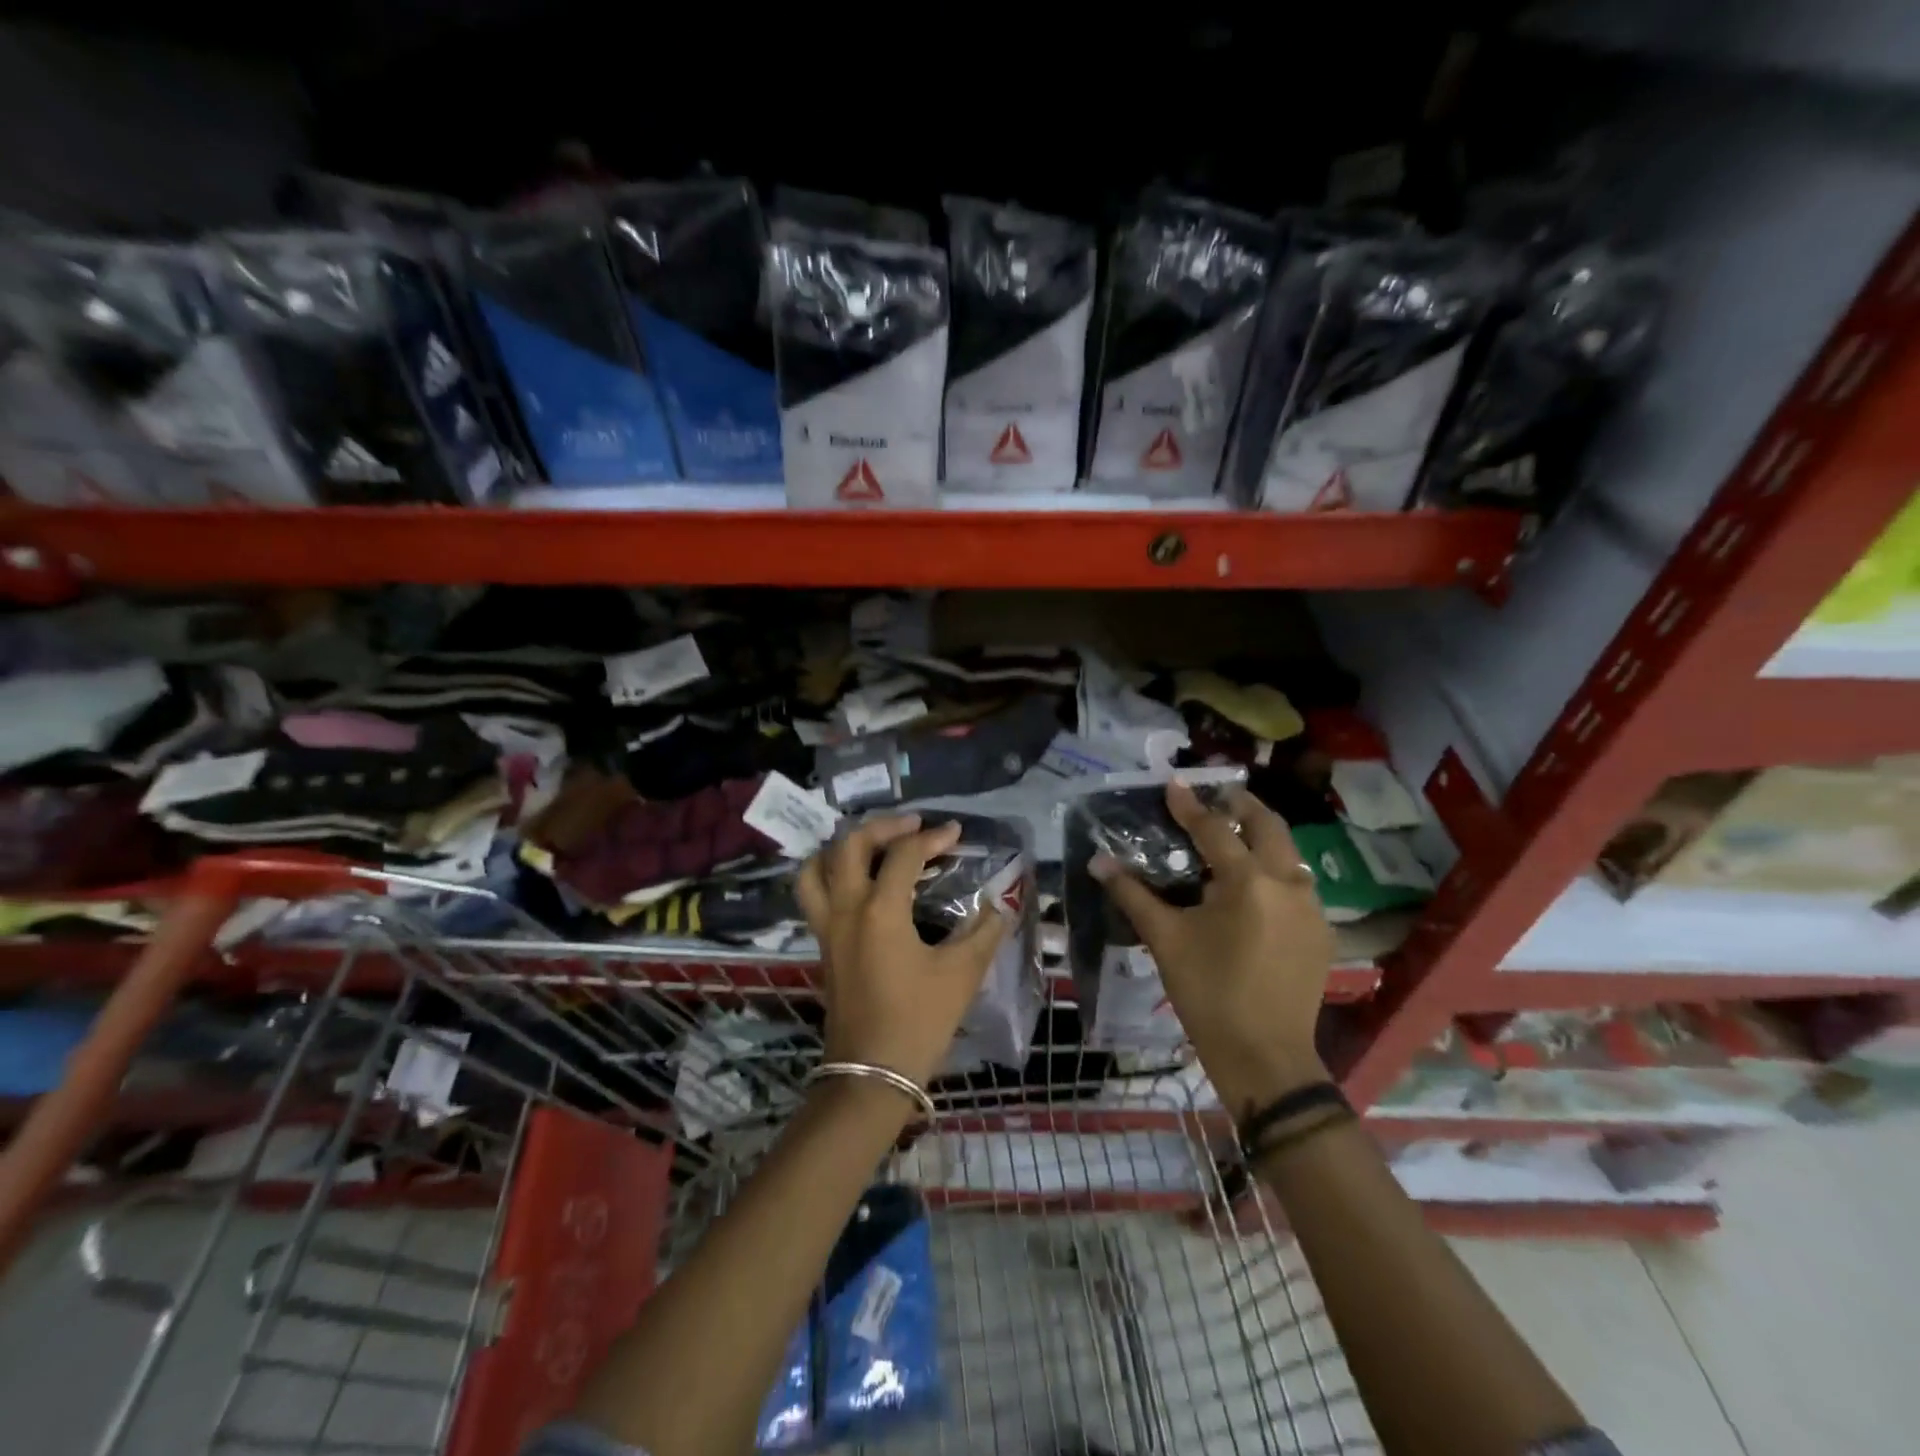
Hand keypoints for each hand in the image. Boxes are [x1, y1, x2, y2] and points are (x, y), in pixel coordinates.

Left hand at [795, 814, 1009, 1091]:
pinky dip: (830, 875)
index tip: (956, 833)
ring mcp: (827, 927)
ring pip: (817, 868)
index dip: (933, 837)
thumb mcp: (961, 974)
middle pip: (849, 845)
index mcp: (880, 909)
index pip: (904, 854)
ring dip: (843, 848)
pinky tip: (858, 885)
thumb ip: (984, 932)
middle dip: (882, 827)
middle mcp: (846, 908)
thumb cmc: (919, 1020)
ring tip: (873, 847)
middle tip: (912, 826)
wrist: (872, 1072)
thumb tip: (1000, 906)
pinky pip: (814, 894)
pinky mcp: (822, 946)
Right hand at [1091, 782, 1332, 1113]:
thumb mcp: (1166, 940)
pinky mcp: (1321, 931)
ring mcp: (1312, 908)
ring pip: (1289, 853)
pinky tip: (1254, 884)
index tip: (1174, 784)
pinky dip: (1275, 868)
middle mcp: (1288, 884)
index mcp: (1249, 882)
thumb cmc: (1208, 993)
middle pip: (1268, 826)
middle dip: (1241, 805)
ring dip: (1262, 836)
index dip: (1190, 805)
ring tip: (1234, 834)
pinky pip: (1297, 883)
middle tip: (1216, 797)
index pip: (1215, 829)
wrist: (1265, 1056)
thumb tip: (1098, 862)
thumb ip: (1133, 895)